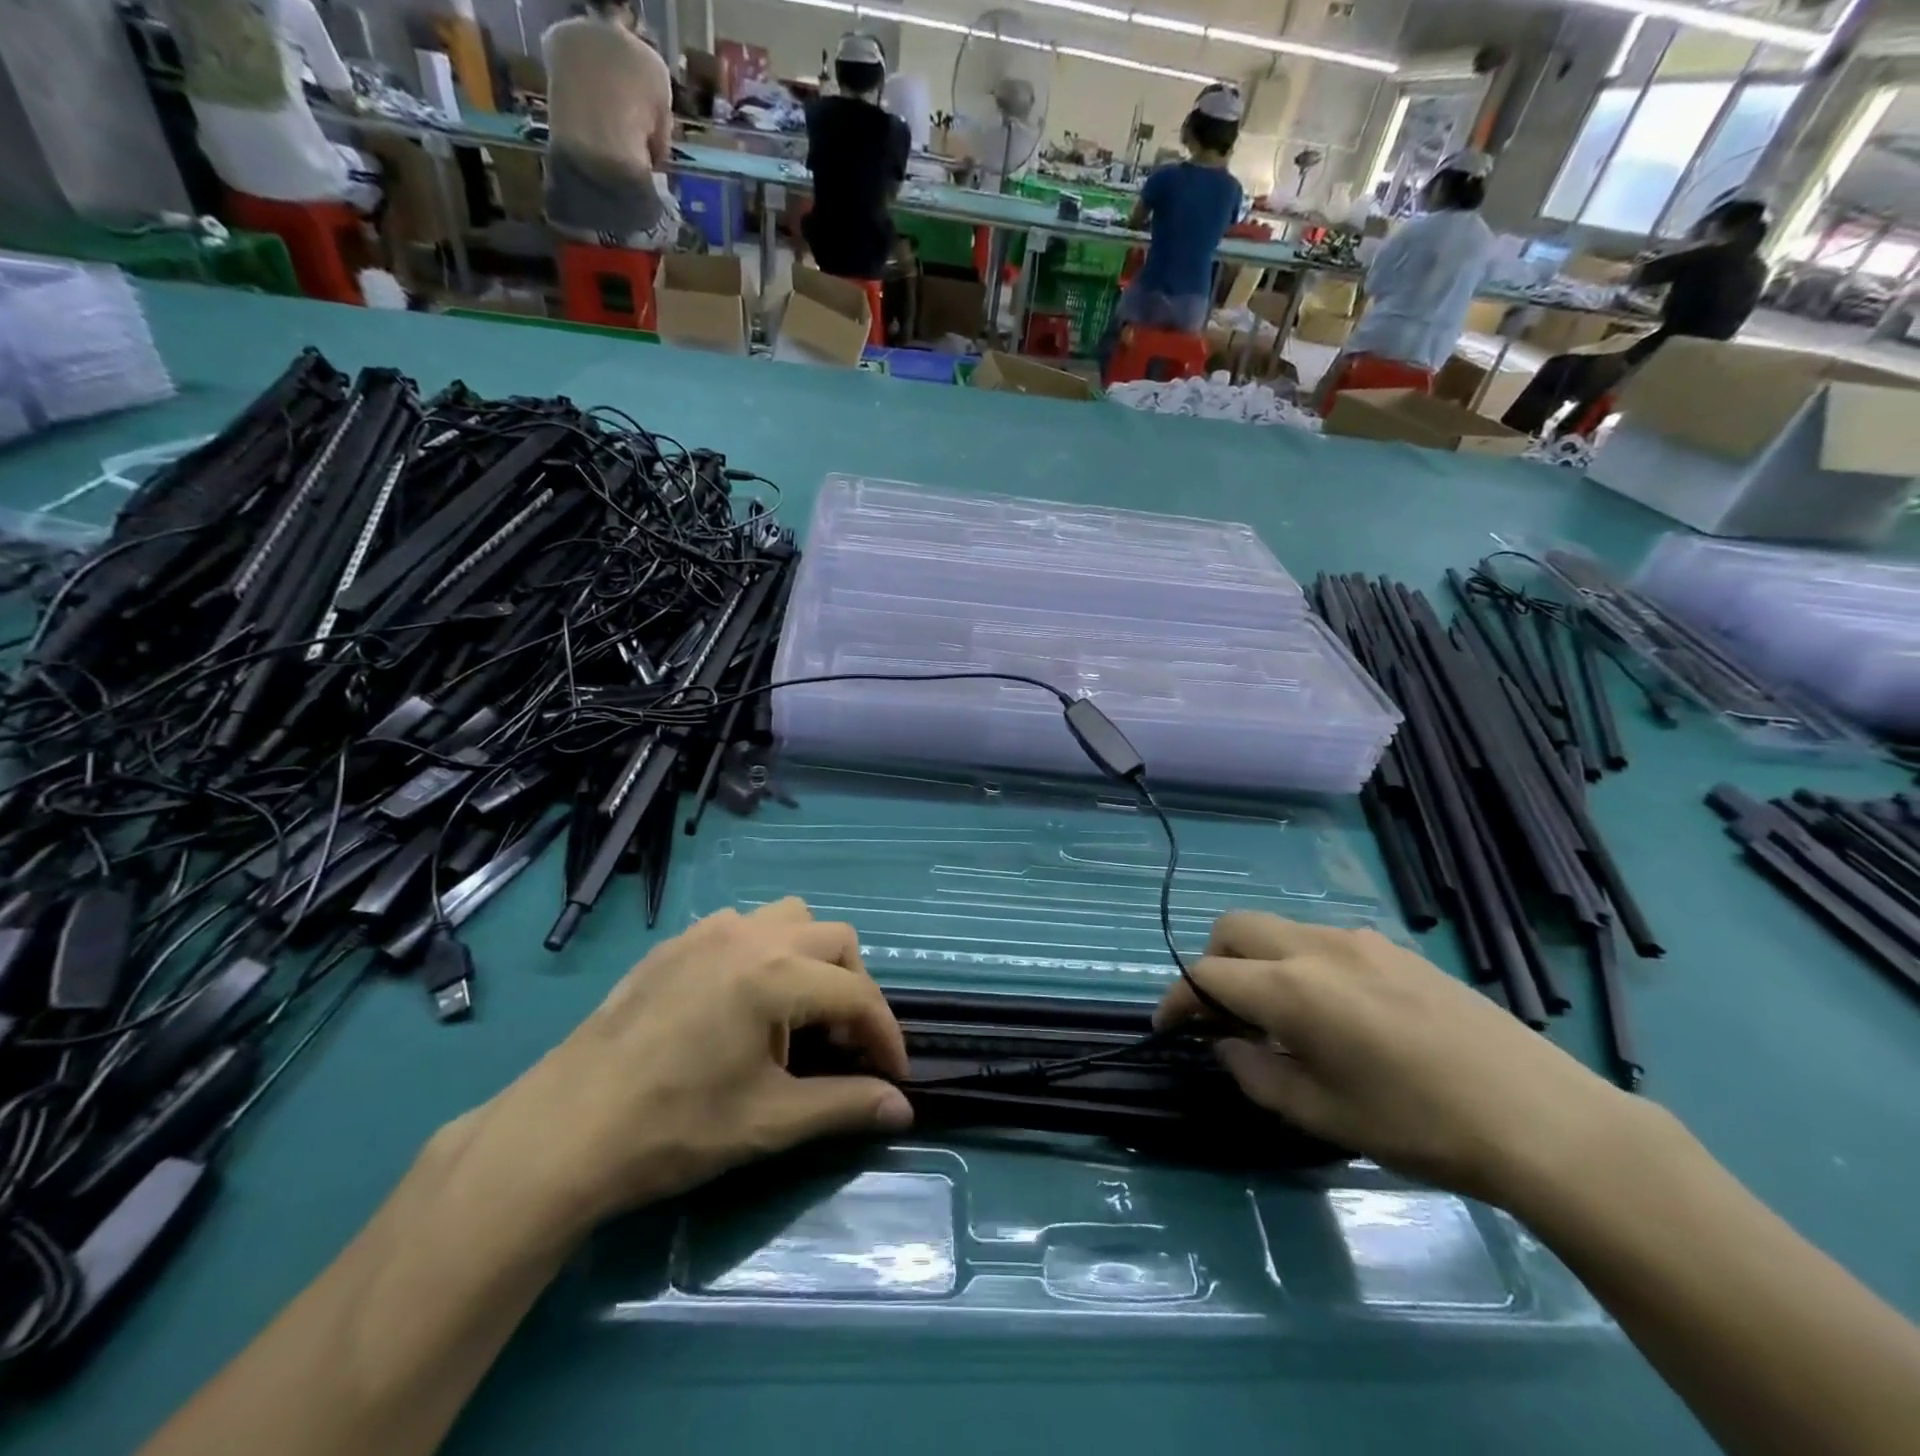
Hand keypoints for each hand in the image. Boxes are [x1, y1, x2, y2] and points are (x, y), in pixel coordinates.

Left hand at [442, 900, 912, 1240]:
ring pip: (788, 919)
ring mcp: (706, 933)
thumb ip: (845, 1106)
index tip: (893, 1076)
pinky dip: (764, 952)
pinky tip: (742, 1002)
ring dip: (810, 958)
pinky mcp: (674, 945)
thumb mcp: (769, 1121)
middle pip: (834, 940)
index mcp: (775, 974)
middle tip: (844, 1045)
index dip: (885, 1035)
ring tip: (795, 1015)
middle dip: (853, 989)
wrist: (562, 1133)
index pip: (856, 994)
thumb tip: (904, 1110)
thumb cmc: (673, 1128)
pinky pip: (741, 927)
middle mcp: (748, 936)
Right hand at [1154, 912, 1637, 1204]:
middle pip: (1233, 928)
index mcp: (1291, 989)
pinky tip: (1333, 1010)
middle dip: (1211, 964)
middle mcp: (1315, 948)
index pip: (1206, 976)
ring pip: (1276, 929)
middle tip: (1222, 1014)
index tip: (1167, 1027)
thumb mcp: (1323, 1115)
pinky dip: (1297, 961)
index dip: (1176, 999)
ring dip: (1255, 960)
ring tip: (1279, 1016)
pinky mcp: (1392, 947)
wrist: (1541, 1118)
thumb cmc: (1420, 1125)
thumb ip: (1256, 1073)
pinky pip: (1319, 939)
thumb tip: (1226, 1044)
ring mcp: (1357, 940)